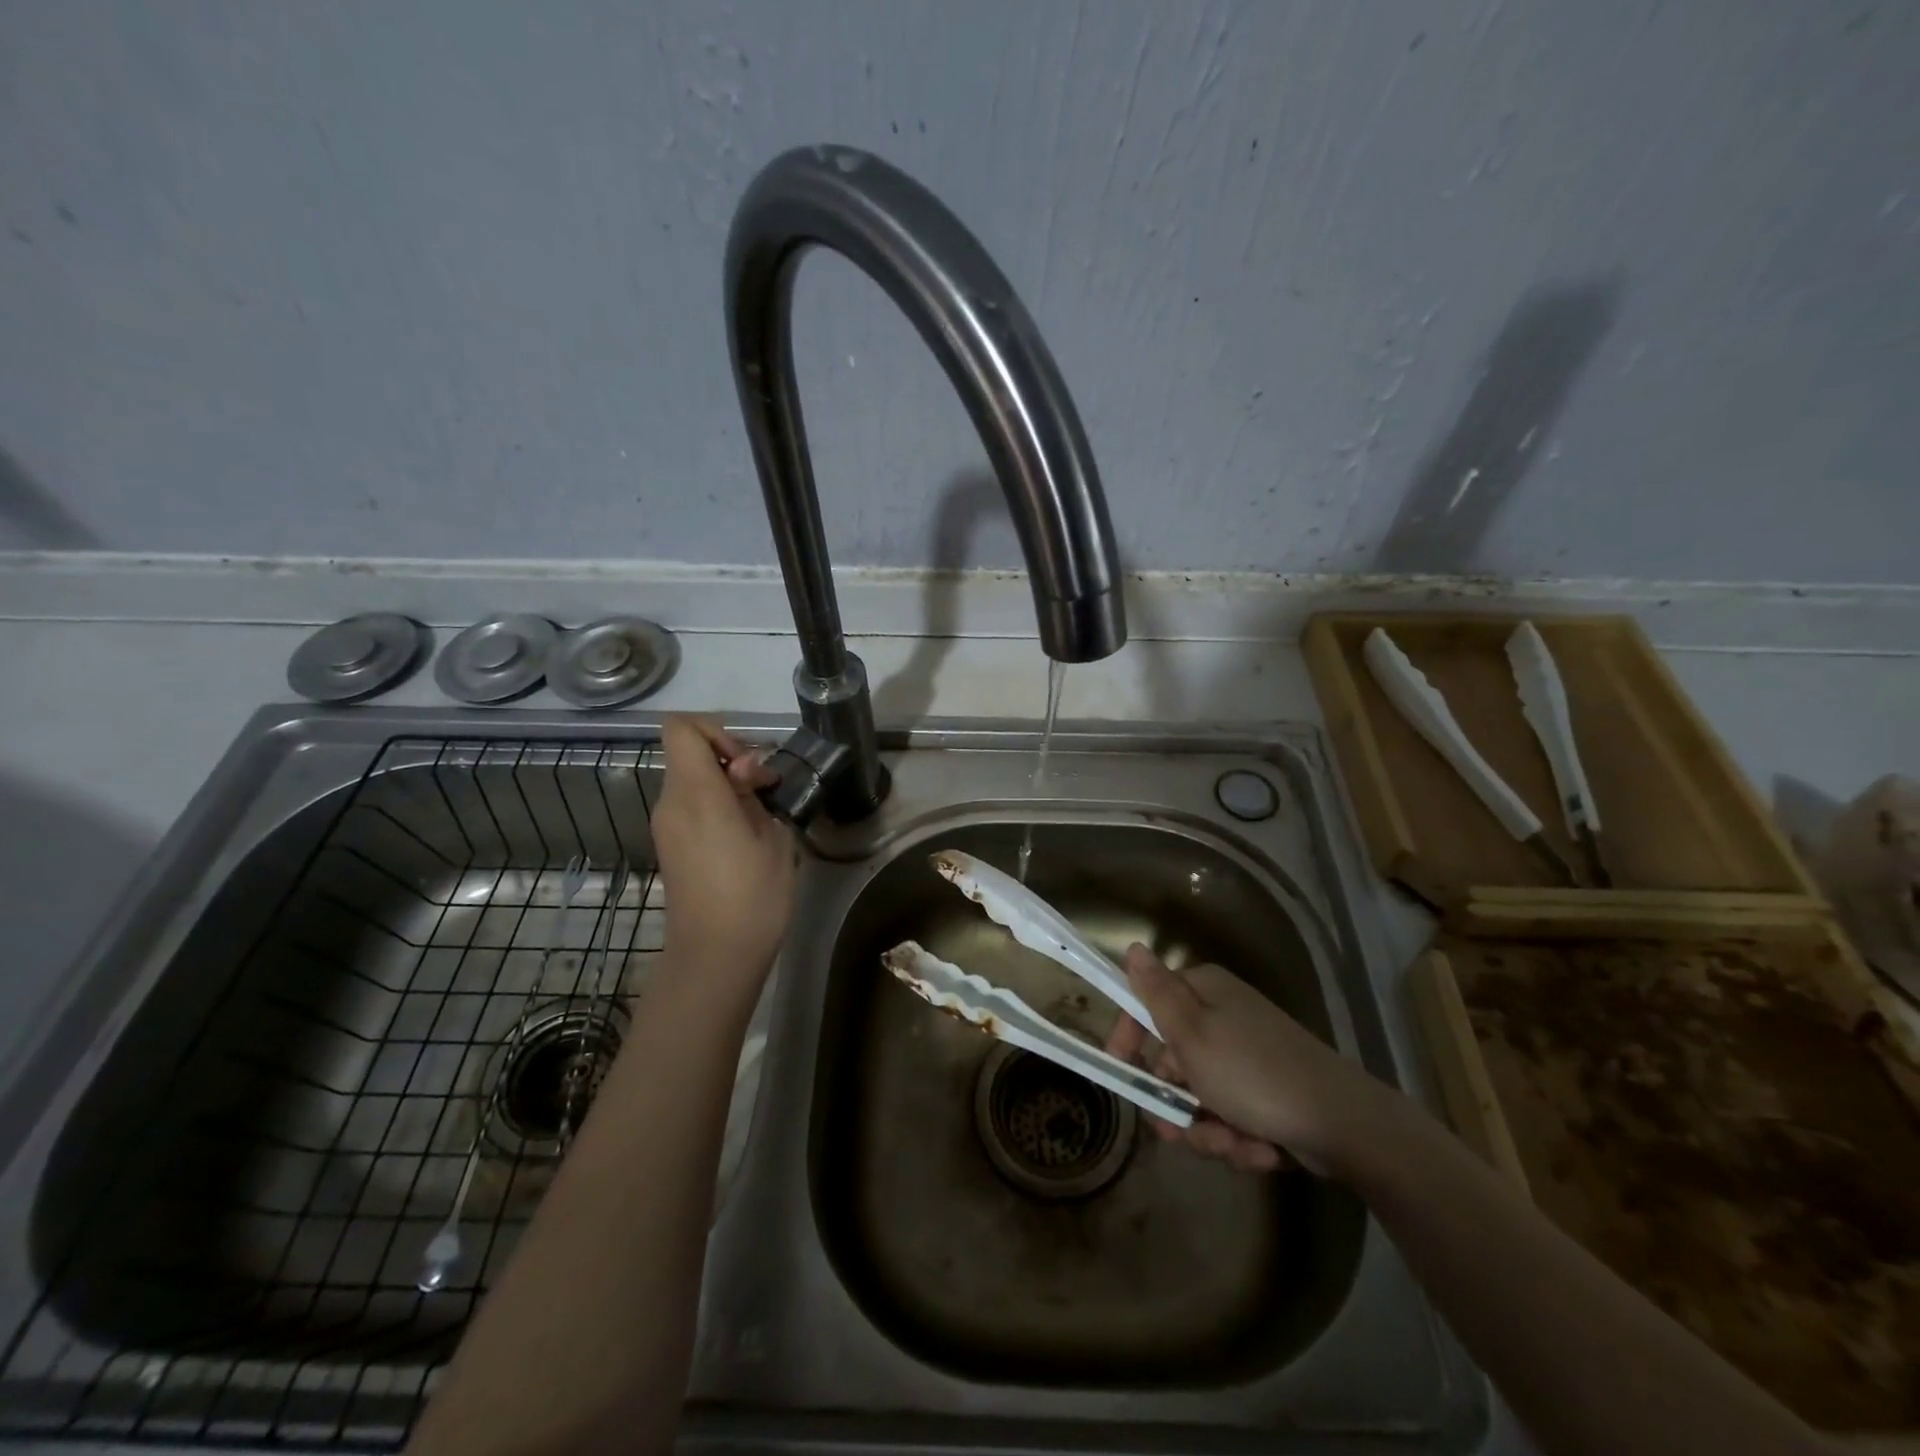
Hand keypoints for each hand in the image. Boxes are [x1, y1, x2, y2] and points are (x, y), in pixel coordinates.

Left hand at [652, 715, 796, 986]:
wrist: (715, 956)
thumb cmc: (752, 895)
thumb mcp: (772, 836)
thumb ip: (755, 793)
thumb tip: (745, 774)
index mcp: (695, 793)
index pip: (680, 728)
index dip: (716, 731)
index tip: (748, 764)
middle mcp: (670, 803)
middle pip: (689, 754)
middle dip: (730, 761)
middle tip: (766, 791)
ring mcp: (665, 826)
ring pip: (691, 781)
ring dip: (726, 786)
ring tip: (761, 817)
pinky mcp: (670, 846)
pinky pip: (690, 807)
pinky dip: (716, 807)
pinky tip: (744, 836)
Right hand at [1104, 944, 1384, 1175]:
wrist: (1342, 1124)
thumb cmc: (1253, 1073)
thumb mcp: (1191, 1033)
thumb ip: (1156, 993)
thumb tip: (1133, 947)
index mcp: (1205, 993)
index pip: (1149, 1004)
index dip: (1130, 1037)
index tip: (1121, 1071)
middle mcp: (1225, 1017)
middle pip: (1173, 1060)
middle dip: (1176, 1103)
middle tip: (1179, 1129)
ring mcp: (1248, 1056)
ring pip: (1201, 1097)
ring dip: (1209, 1129)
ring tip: (1232, 1142)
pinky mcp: (1268, 1093)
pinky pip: (1232, 1116)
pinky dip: (1239, 1138)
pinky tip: (1260, 1149)